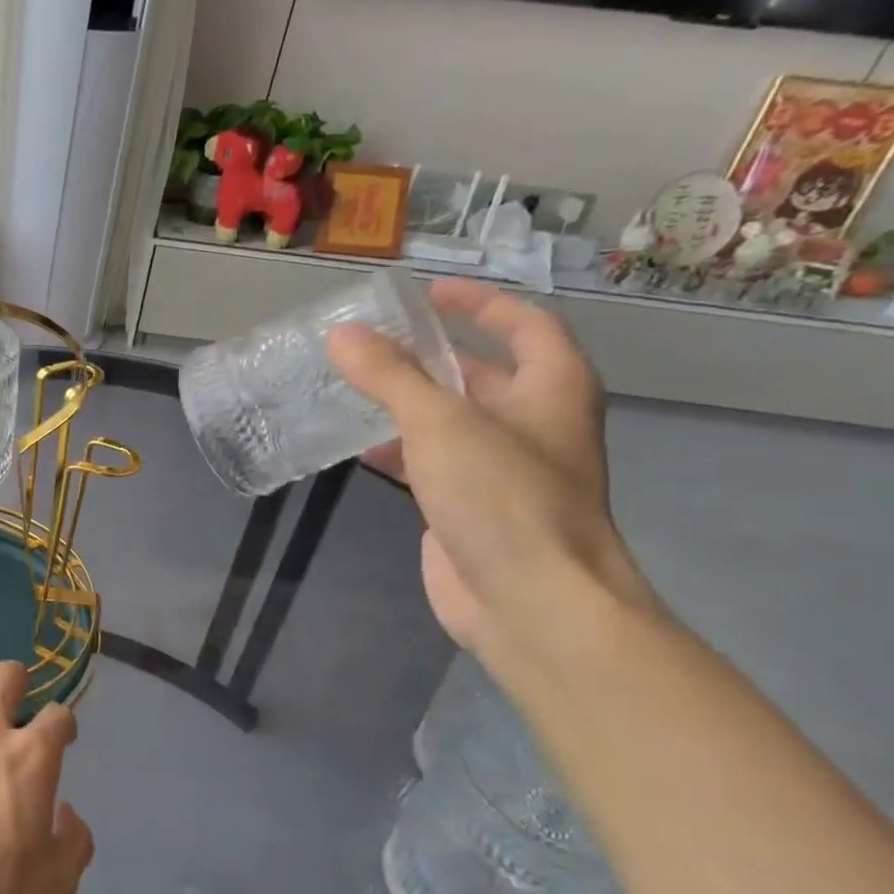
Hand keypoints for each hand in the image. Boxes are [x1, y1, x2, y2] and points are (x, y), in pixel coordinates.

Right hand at [325, 278, 650, 650]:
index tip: (428, 293)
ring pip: (452, 421)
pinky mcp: (471, 508)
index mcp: (551, 389)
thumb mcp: (441, 423)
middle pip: (483, 373)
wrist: (529, 600)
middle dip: (432, 356)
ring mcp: (503, 470)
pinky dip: (401, 451)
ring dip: (410, 404)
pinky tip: (363, 449)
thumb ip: (389, 376)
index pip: (524, 324)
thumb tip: (341, 335)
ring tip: (355, 388)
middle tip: (374, 342)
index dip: (479, 303)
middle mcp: (533, 424)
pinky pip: (433, 463)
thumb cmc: (502, 497)